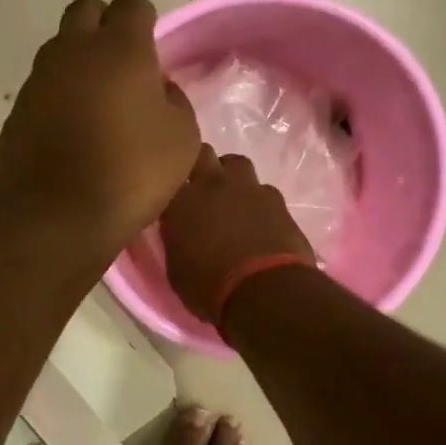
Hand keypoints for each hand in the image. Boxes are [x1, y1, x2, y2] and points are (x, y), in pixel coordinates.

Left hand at [0, 0, 200, 249]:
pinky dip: (57, 97)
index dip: (145, 22)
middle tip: (121, 64)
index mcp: (120, 49)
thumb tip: (157, 89)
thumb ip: (173, 101)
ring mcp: (38, 80)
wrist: (56, 216)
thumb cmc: (131, 173)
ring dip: (77, 62)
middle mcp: (73, 51)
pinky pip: (41, 88)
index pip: (133, 6)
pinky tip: (69, 130)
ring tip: (95, 101)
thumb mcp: (181, 139)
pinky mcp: (16, 111)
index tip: (152, 51)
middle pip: (86, 12)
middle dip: (104, 26)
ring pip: (58, 49)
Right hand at [160, 146, 315, 322]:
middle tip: (200, 187)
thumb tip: (179, 232)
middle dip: (201, 165)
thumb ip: (176, 240)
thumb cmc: (210, 288)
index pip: (168, 176)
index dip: (170, 184)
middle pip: (203, 153)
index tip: (170, 195)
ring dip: (231, 176)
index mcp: (181, 202)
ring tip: (231, 197)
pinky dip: (258, 200)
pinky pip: (263, 189)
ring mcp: (248, 189)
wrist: (266, 291)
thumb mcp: (176, 270)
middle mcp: (213, 185)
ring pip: (236, 163)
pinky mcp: (277, 200)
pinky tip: (259, 217)